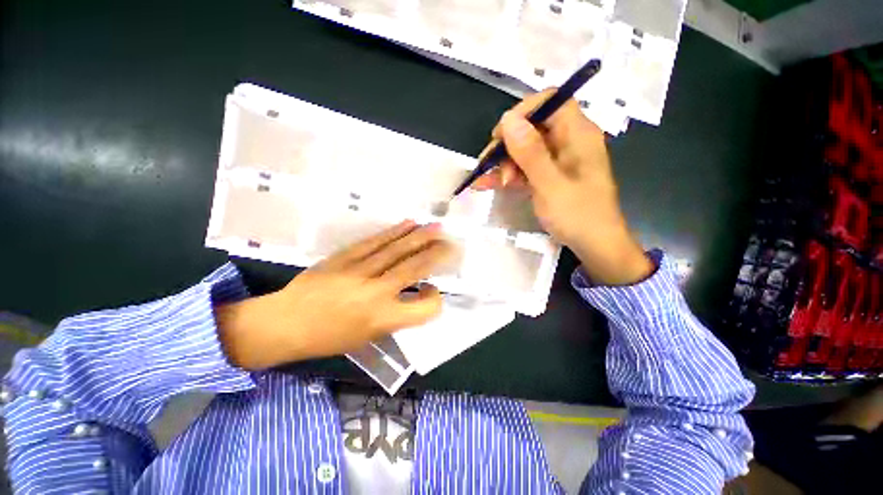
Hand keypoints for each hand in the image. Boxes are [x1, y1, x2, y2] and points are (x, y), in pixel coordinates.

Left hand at [216, 221, 453, 369]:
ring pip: (397, 250)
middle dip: (436, 254)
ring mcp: (359, 271)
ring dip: (420, 236)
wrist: (285, 323)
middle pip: (414, 268)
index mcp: (382, 319)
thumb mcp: (368, 337)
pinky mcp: (344, 257)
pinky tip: (408, 224)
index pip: (424, 308)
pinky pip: (374, 242)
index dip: (435, 299)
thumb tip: (414, 294)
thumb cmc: (329, 338)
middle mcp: (376, 293)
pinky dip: (394, 232)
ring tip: (436, 227)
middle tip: (450, 243)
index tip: (433, 291)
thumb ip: (396, 316)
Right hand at [473, 89, 652, 285]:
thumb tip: (508, 119)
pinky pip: (524, 168)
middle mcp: (568, 141)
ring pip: (524, 149)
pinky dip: (507, 175)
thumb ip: (530, 153)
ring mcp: (557, 160)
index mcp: (577, 134)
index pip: (550, 102)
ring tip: (489, 182)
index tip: (500, 134)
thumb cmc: (578, 215)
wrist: (594, 246)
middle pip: (532, 127)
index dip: (522, 112)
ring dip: (503, 163)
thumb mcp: (551, 185)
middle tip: (489, 165)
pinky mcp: (548, 176)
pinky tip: (487, 185)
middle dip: (507, 145)